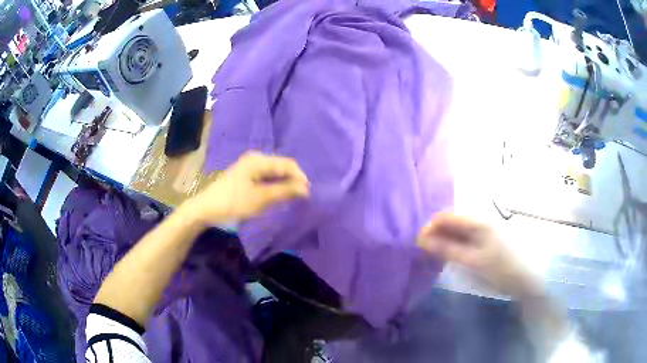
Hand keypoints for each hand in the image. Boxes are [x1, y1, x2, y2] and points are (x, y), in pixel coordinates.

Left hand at [185, 152, 309, 225]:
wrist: (206, 209)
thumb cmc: (233, 203)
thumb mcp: (260, 199)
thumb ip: (284, 192)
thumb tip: (306, 188)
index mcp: (258, 160)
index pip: (288, 164)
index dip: (300, 177)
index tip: (309, 194)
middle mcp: (256, 159)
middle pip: (282, 167)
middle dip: (293, 181)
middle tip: (302, 198)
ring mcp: (250, 167)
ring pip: (275, 174)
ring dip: (284, 185)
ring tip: (292, 199)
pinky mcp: (246, 177)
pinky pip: (267, 179)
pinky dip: (275, 187)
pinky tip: (277, 197)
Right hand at [418, 213, 542, 298]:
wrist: (526, 279)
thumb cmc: (500, 269)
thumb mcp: (472, 261)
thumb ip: (447, 250)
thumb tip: (423, 241)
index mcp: (478, 221)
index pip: (447, 216)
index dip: (430, 228)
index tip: (418, 243)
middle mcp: (480, 221)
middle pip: (452, 222)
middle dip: (436, 234)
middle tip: (425, 252)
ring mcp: (484, 230)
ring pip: (458, 231)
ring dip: (445, 241)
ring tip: (435, 256)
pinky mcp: (487, 240)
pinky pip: (465, 238)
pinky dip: (455, 246)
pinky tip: (451, 256)